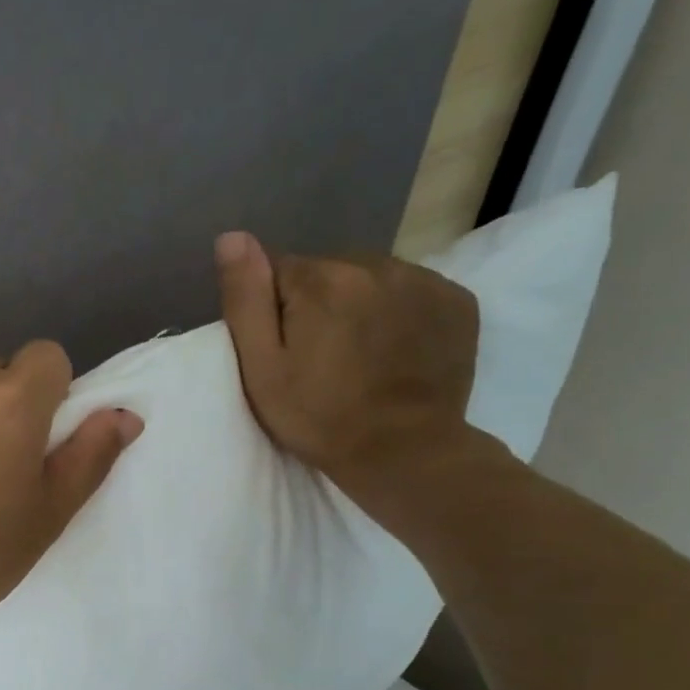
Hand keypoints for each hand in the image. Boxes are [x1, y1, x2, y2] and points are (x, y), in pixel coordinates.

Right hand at [214, 231, 481, 510]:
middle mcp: (376, 264)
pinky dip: (399, 312)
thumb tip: (232, 237)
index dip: (272, 309)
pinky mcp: (457, 301)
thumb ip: (246, 299)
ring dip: (358, 305)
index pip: (279, 270)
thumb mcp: (262, 368)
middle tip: (319, 357)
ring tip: (358, 355)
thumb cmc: (319, 417)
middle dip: (317, 303)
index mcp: (323, 280)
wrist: (404, 453)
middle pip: (328, 271)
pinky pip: (412, 291)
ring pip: (370, 279)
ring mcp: (424, 280)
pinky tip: (394, 349)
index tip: (283, 350)